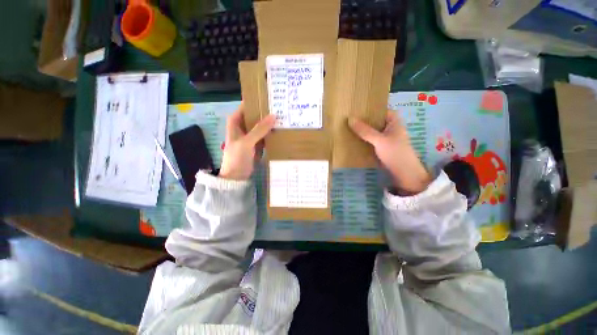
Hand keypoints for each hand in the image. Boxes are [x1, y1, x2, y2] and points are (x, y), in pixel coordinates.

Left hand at [219, 104, 275, 180]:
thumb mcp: (247, 142)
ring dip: (270, 124)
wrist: (237, 176)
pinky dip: (271, 133)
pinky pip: (265, 135)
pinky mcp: (257, 144)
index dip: (256, 102)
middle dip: (266, 113)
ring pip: (261, 126)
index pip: (246, 107)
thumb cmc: (237, 157)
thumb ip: (259, 129)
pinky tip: (280, 130)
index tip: (269, 98)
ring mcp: (251, 136)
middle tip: (280, 108)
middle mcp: (243, 127)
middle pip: (255, 116)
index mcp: (236, 122)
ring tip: (283, 118)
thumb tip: (274, 116)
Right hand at [349, 112, 430, 193]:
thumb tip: (350, 119)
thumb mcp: (379, 140)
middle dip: (364, 121)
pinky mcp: (382, 148)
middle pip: (376, 121)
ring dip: (363, 131)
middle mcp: (390, 128)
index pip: (381, 110)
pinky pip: (371, 140)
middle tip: (349, 118)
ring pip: (372, 132)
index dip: (370, 109)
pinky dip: (364, 139)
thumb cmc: (395, 153)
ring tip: (348, 127)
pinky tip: (354, 140)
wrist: (404, 173)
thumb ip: (365, 130)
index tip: (357, 109)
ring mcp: (386, 139)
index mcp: (394, 122)